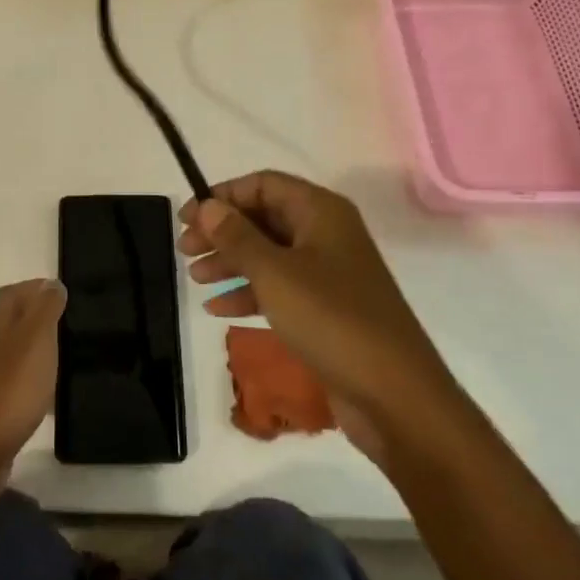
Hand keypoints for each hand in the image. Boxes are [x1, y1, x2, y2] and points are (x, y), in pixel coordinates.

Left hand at [0, 279, 66, 478]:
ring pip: (8, 346)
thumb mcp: (37, 340)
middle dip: (35, 314)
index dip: (36, 288)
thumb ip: (45, 309)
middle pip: (8, 317)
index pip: (12, 291)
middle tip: (66, 322)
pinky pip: (8, 375)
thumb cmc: (11, 388)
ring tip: (60, 353)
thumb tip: (51, 284)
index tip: (63, 294)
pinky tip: (44, 389)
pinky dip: (27, 373)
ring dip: (31, 345)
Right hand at [179, 171, 445, 432]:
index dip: (223, 196)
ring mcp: (328, 273)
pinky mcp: (325, 309)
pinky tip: (218, 309)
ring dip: (231, 262)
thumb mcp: (275, 273)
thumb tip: (207, 206)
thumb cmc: (331, 319)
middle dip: (223, 231)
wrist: (394, 395)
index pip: (263, 184)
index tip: (188, 217)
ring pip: (269, 255)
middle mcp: (326, 234)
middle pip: (264, 218)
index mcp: (321, 212)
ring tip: (195, 278)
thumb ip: (237, 237)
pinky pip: (279, 289)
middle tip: (184, 249)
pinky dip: (249, 293)